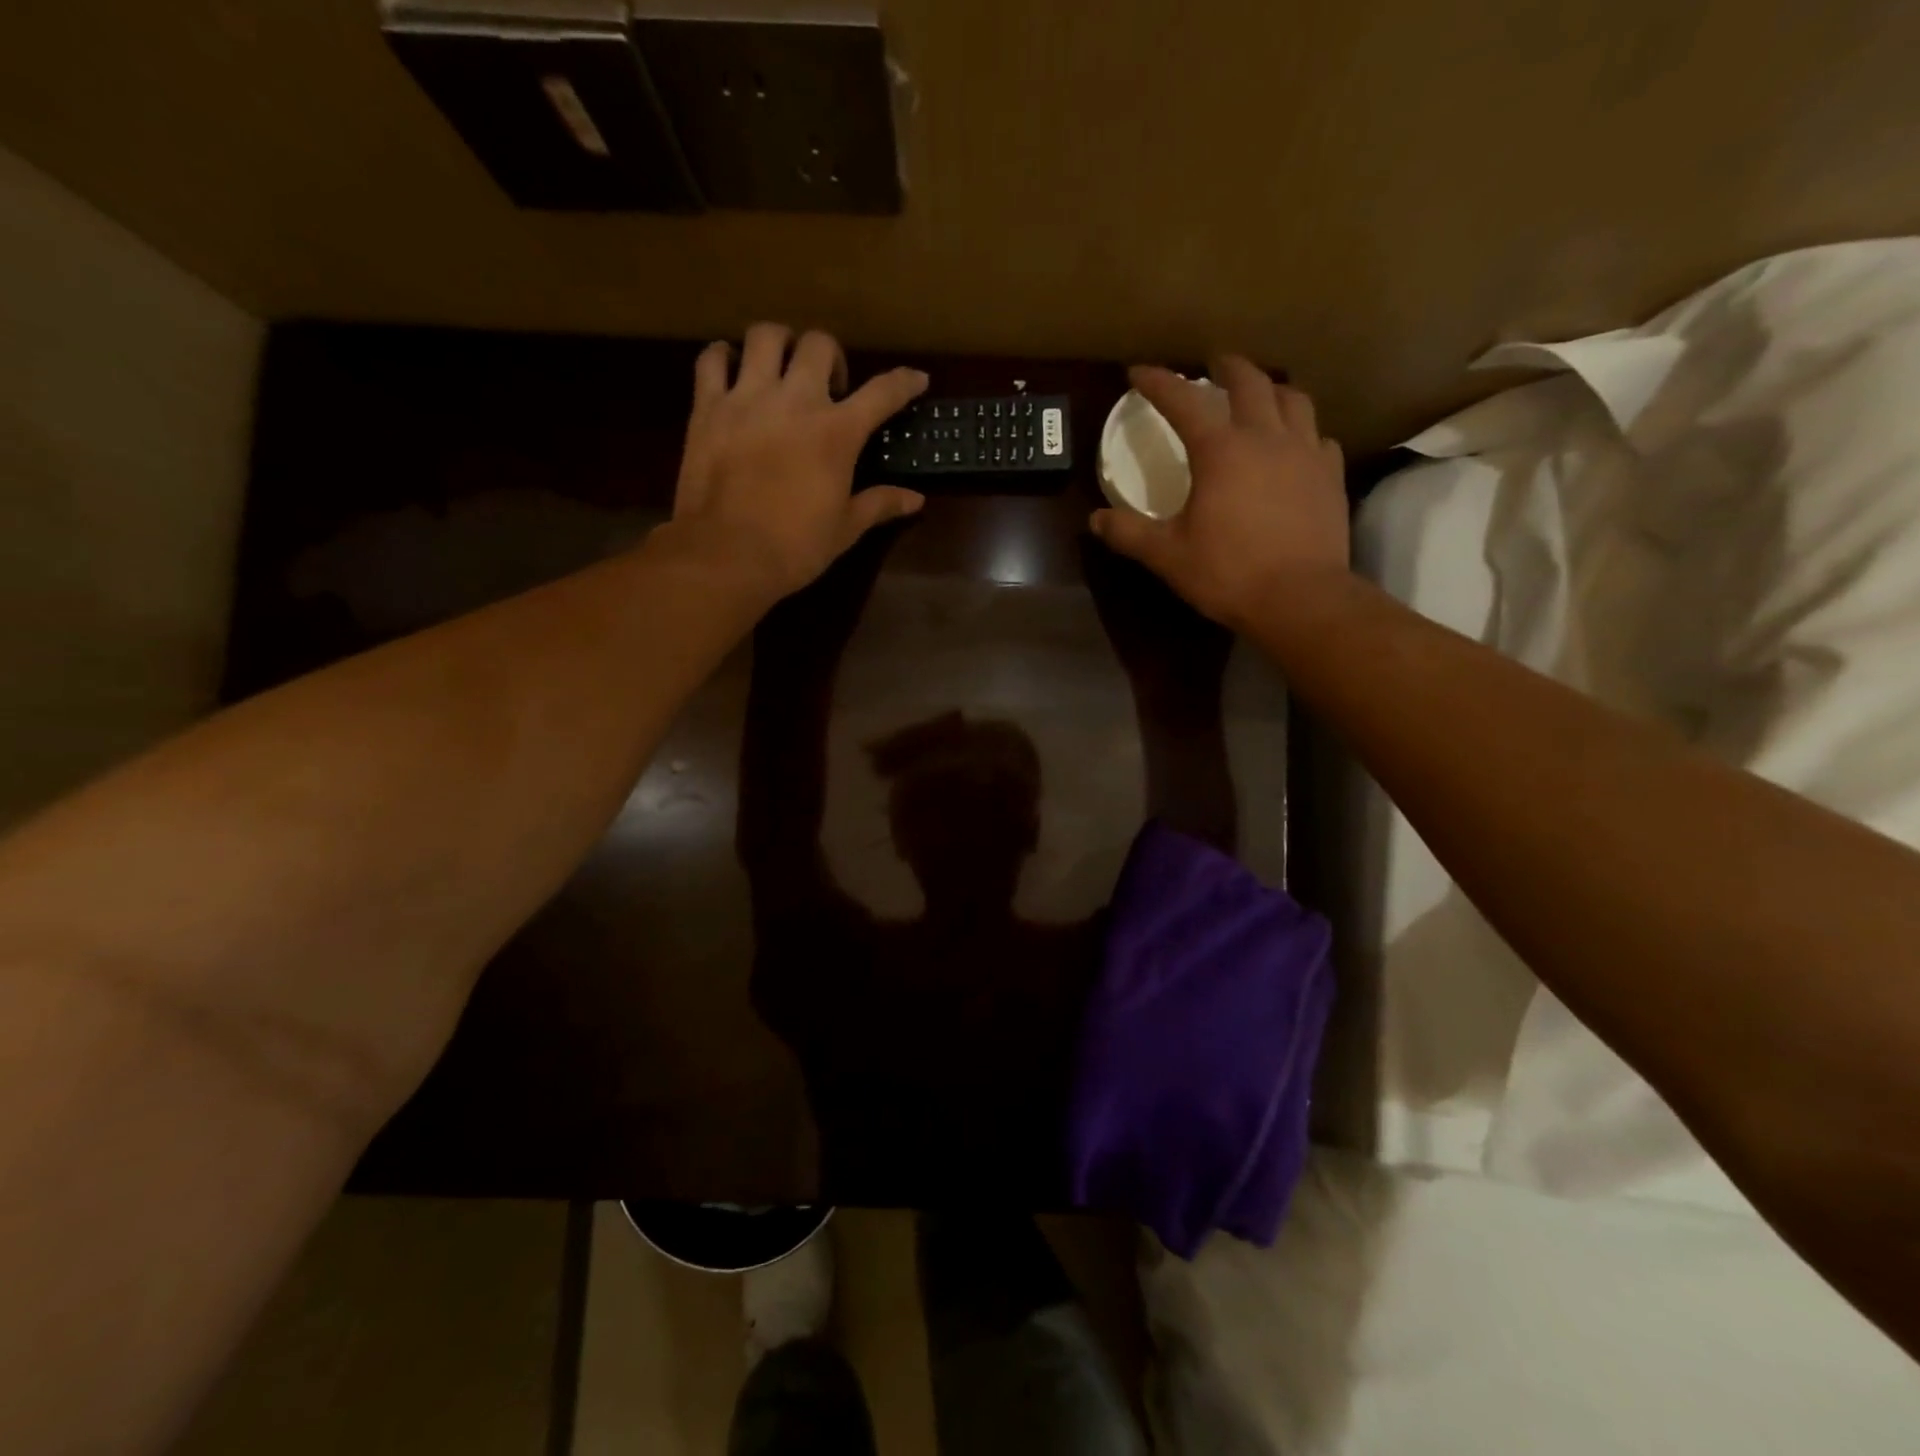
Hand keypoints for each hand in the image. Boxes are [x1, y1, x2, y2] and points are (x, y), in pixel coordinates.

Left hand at [659, 323, 929, 600]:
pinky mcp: (707, 407)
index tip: (917, 379)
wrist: (727, 555)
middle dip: (830, 357)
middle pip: (819, 344)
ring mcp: (747, 398)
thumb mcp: (846, 528)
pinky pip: (712, 359)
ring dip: (779, 344)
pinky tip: (732, 372)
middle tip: (828, 386)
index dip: (905, 382)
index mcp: (837, 432)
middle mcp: (795, 400)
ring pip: (765, 335)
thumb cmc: (795, 547)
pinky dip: (724, 357)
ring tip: (781, 368)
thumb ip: (880, 504)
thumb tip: (916, 499)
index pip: (883, 392)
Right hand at [1089, 358, 1349, 631]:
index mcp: (1221, 450)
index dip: (1158, 383)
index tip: (1139, 372)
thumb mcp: (1167, 555)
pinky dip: (1303, 432)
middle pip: (1249, 382)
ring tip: (1260, 395)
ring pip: (1293, 399)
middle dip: (1227, 368)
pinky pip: (1318, 437)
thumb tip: (1095, 519)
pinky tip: (1296, 446)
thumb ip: (1129, 533)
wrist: (1300, 598)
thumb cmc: (1228, 573)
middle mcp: (1266, 437)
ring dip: (1271, 390)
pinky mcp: (1330, 476)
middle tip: (1214, 366)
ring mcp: (1306, 453)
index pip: (1183, 401)